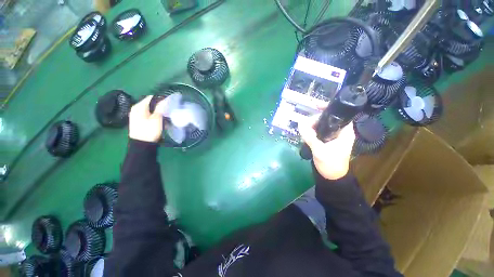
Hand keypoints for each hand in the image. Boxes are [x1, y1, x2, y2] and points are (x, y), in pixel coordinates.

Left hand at [128, 96, 165, 142]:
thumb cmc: (149, 131)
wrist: (142, 145)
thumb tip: (165, 99)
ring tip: (166, 114)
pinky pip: (148, 114)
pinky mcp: (138, 121)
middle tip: (169, 109)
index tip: (170, 102)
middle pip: (150, 103)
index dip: (161, 99)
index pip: (151, 97)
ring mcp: (136, 115)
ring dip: (158, 111)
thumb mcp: (156, 119)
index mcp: (139, 107)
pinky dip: (154, 115)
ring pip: (149, 109)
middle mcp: (136, 109)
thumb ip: (160, 108)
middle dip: (160, 105)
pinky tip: (160, 119)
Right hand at [298, 112, 355, 179]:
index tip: (316, 106)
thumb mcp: (319, 150)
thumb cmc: (330, 164)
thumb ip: (310, 136)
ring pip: (322, 125)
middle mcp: (340, 131)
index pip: (340, 114)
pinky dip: (312, 131)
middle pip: (328, 118)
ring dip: (312, 125)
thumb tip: (300, 123)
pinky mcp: (327, 140)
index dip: (328, 109)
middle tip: (305, 126)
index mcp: (345, 132)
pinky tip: (306, 134)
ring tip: (304, 132)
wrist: (331, 177)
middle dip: (316, 119)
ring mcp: (333, 136)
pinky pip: (319, 131)